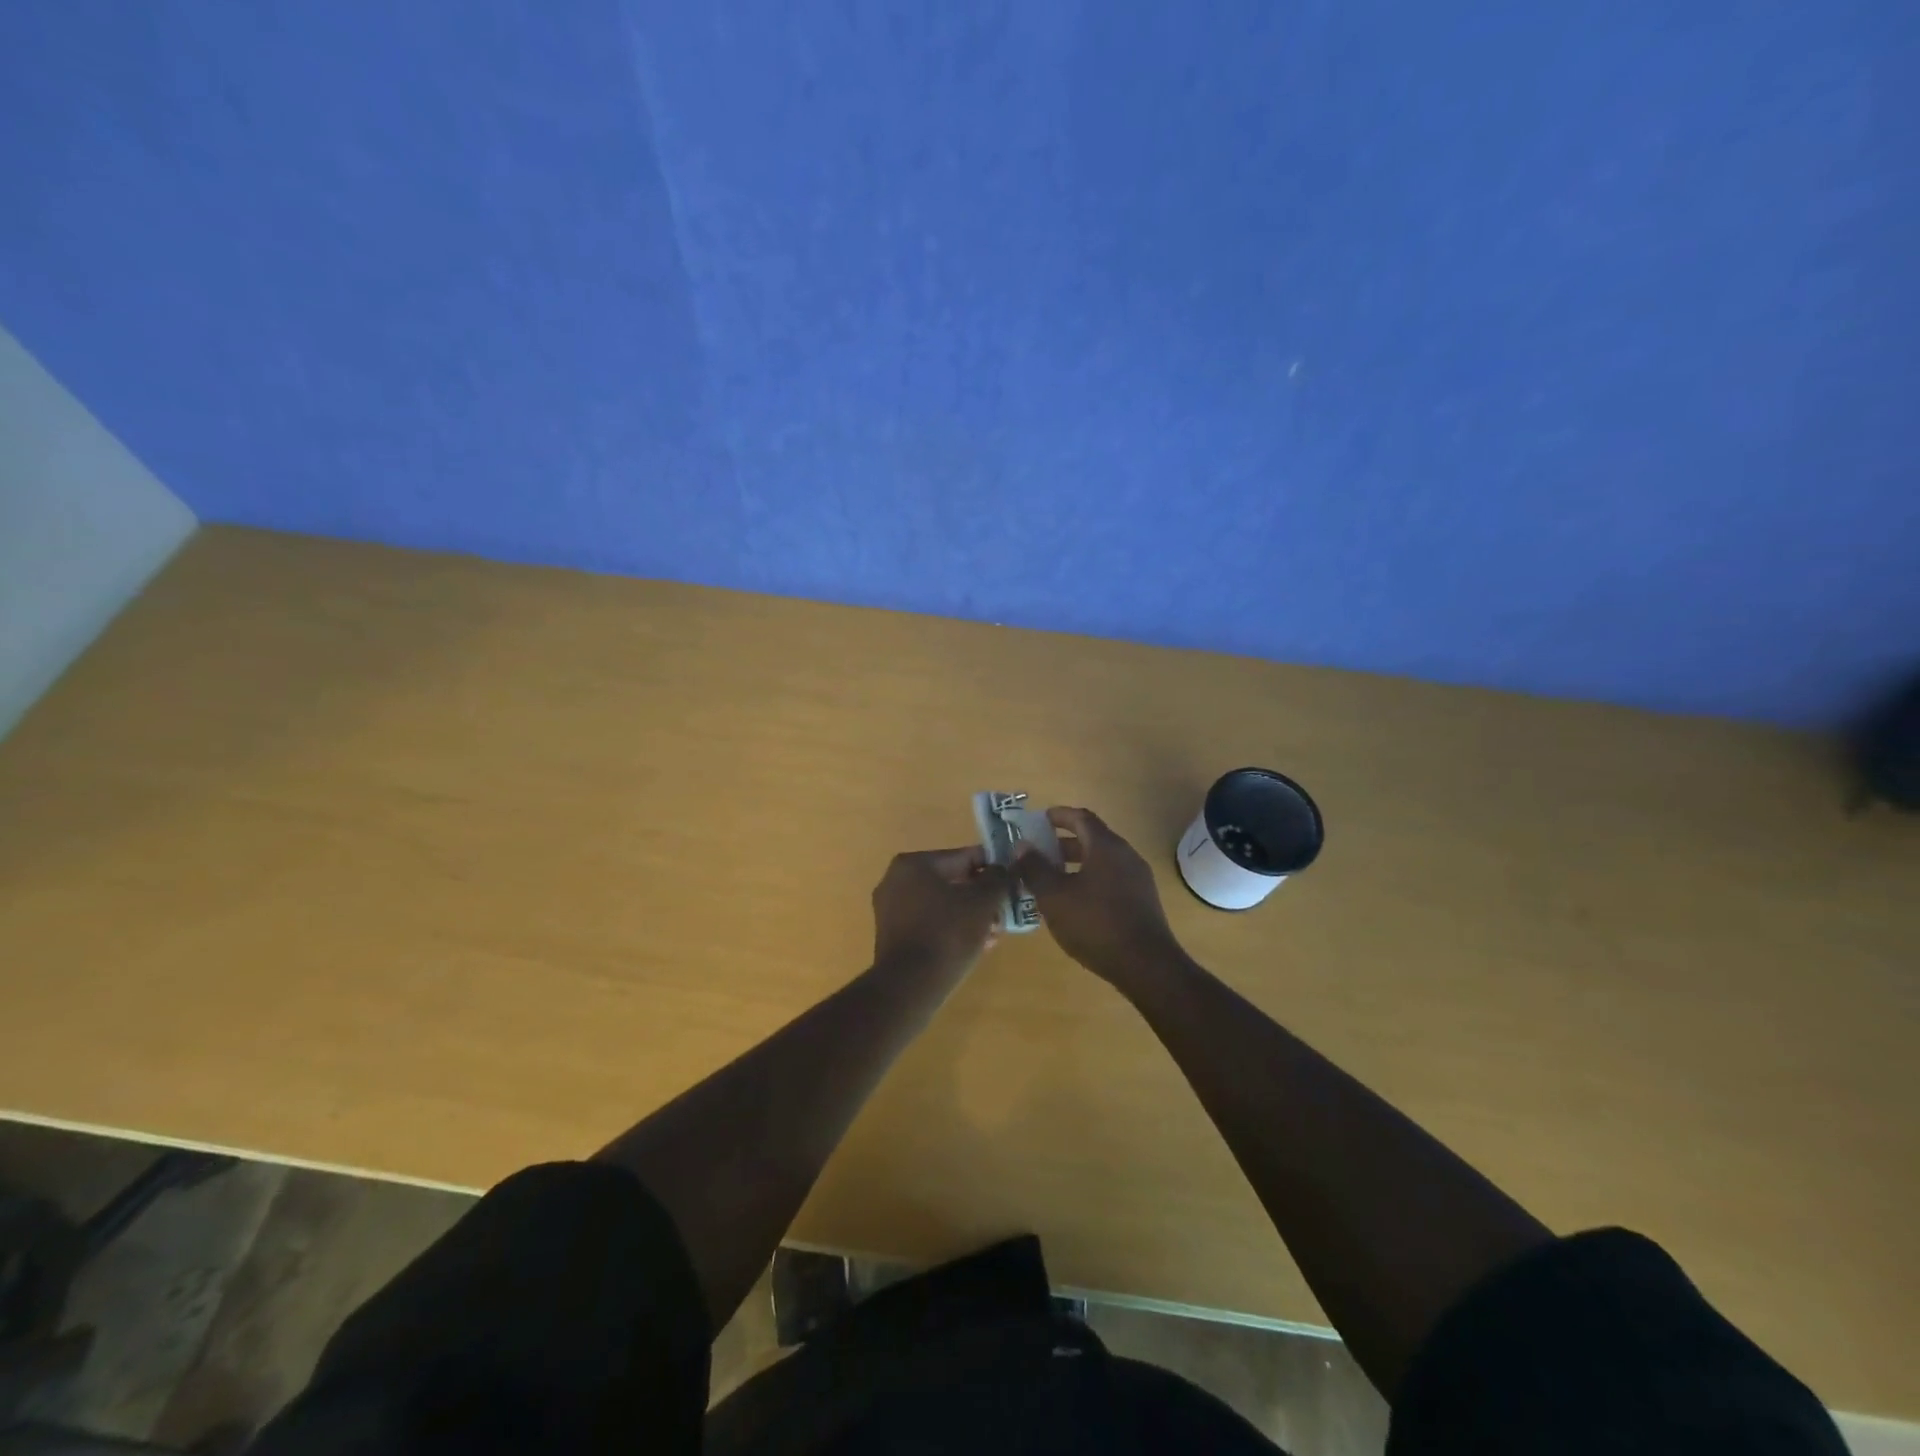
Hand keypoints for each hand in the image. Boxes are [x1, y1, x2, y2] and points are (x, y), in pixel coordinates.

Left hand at [871, 847, 1011, 980]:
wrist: (910, 986)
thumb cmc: (948, 934)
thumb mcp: (983, 902)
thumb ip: (997, 879)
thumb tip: (1001, 870)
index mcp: (913, 864)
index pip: (962, 857)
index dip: (992, 868)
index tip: (1011, 880)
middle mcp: (895, 880)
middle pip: (952, 882)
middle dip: (980, 898)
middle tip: (1003, 913)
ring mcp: (890, 910)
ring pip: (942, 905)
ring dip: (969, 916)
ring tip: (993, 934)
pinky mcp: (891, 936)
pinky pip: (929, 923)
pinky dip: (951, 929)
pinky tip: (974, 946)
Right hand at [1017, 807, 1187, 985]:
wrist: (1146, 965)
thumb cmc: (1095, 923)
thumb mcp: (1054, 896)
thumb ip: (1035, 868)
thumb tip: (1022, 846)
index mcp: (1106, 846)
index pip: (1081, 818)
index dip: (1059, 816)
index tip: (1040, 819)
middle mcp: (1126, 855)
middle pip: (1092, 839)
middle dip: (1064, 844)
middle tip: (1039, 853)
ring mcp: (1138, 879)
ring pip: (1102, 861)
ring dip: (1076, 865)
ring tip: (1052, 879)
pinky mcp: (1143, 901)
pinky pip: (1112, 879)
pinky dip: (1090, 880)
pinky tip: (1075, 902)